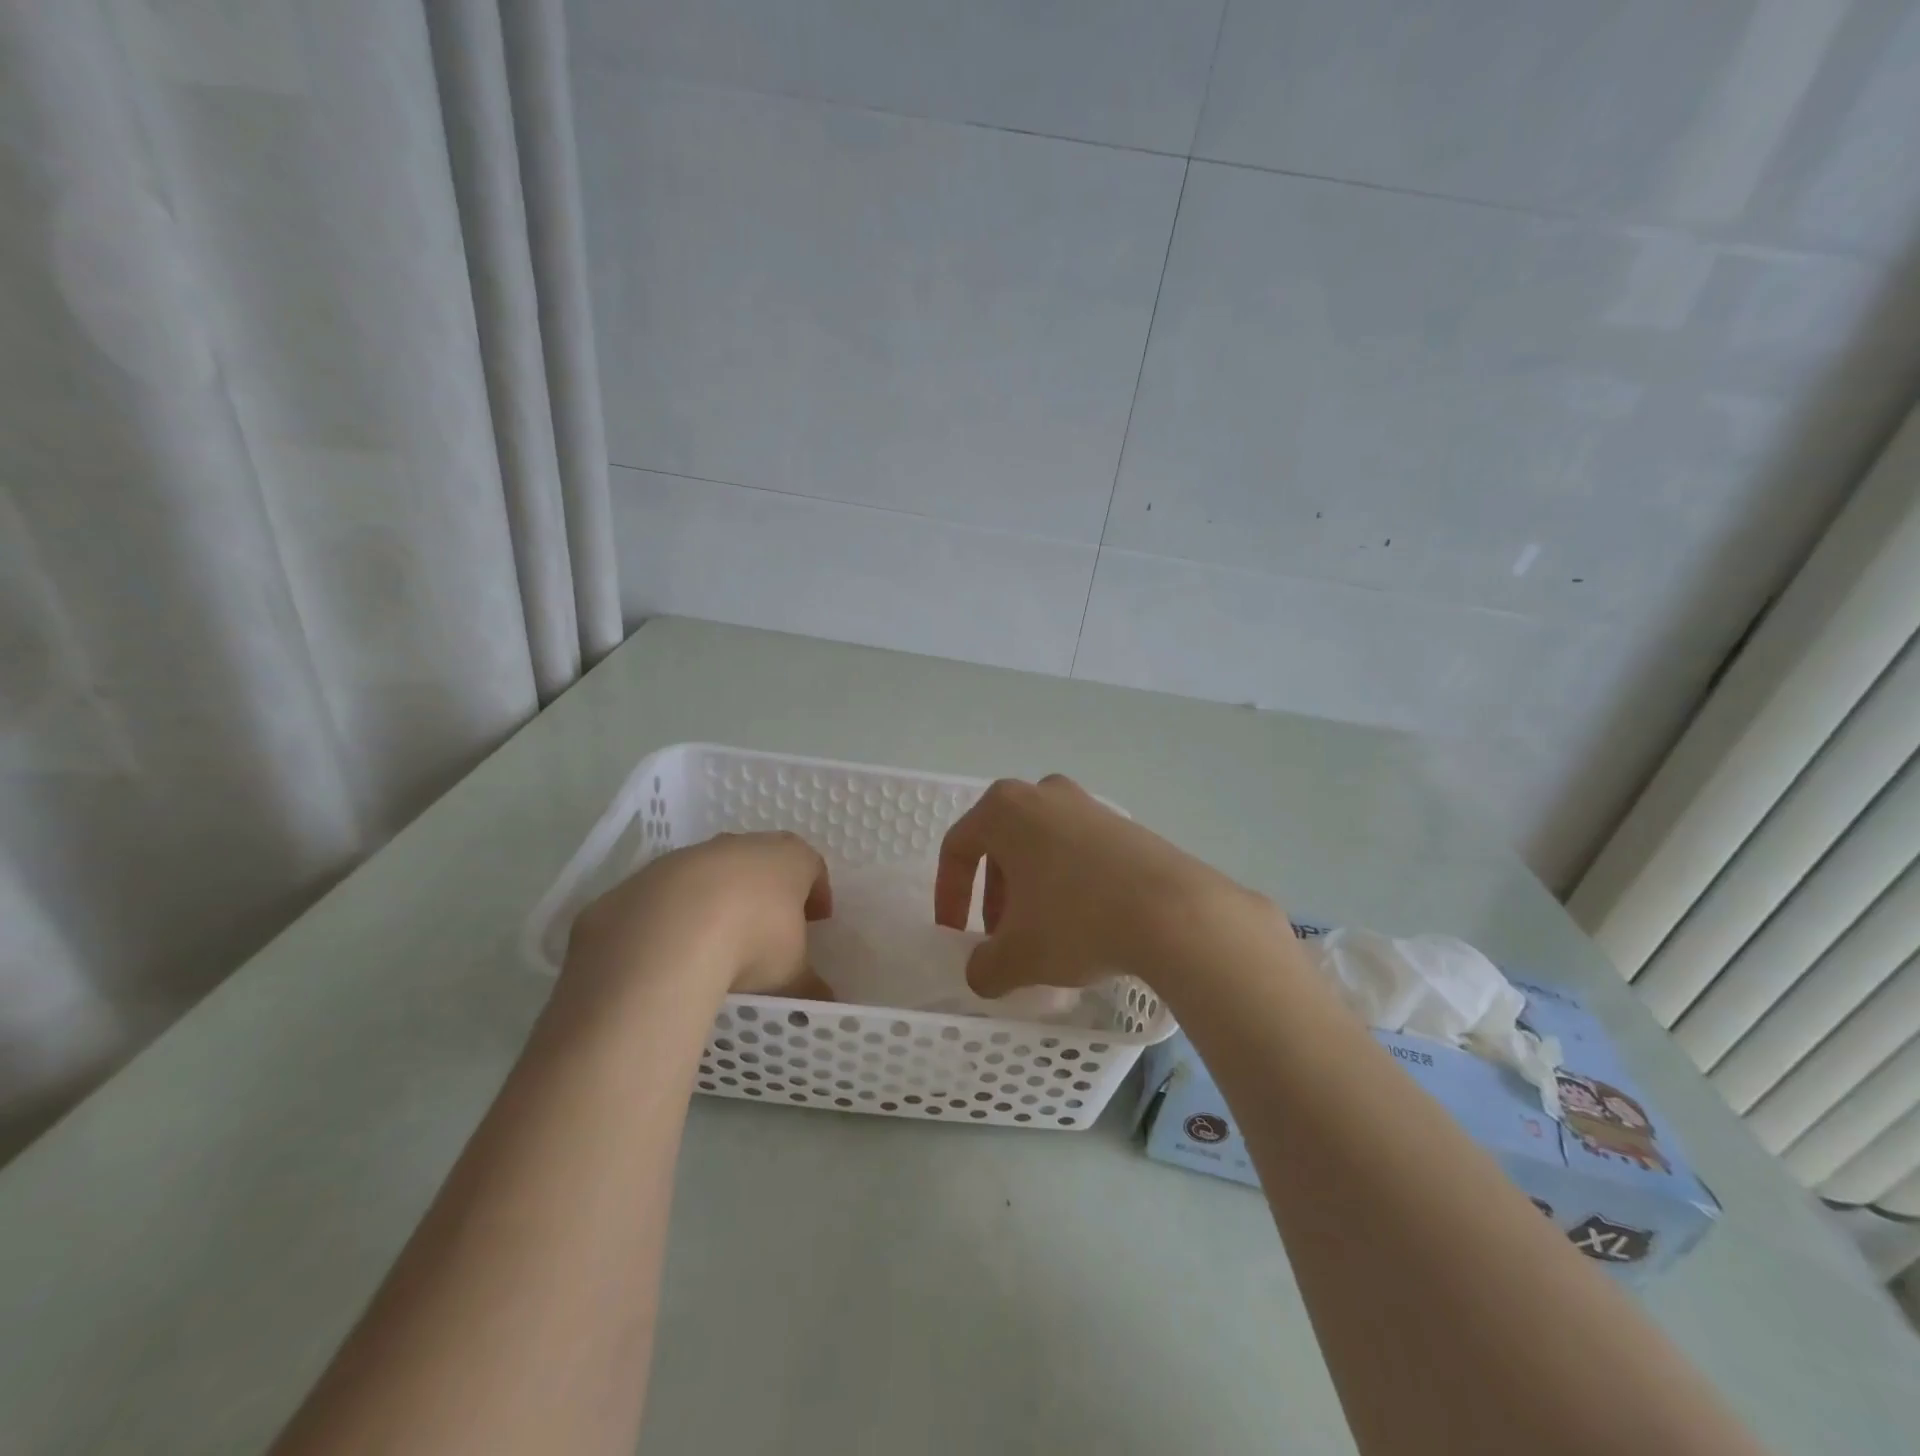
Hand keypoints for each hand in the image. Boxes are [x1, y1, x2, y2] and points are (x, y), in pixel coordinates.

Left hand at [563, 832, 833, 1005]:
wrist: (665, 937)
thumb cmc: (752, 942)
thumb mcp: (791, 974)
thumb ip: (810, 986)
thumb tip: (823, 1002)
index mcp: (788, 858)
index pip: (812, 866)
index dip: (816, 894)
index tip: (817, 921)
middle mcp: (741, 846)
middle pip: (761, 864)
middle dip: (766, 894)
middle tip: (769, 931)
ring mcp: (689, 857)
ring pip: (711, 876)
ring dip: (717, 902)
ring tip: (717, 947)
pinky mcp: (644, 878)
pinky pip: (668, 897)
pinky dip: (675, 919)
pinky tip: (673, 953)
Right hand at [933, 774, 1257, 997]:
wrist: (1173, 911)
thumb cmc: (1076, 921)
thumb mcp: (1018, 957)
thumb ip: (984, 967)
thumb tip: (982, 973)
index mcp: (1004, 809)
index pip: (958, 847)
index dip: (949, 895)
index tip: (957, 934)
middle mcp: (1043, 794)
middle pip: (1002, 845)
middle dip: (994, 895)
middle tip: (1002, 936)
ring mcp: (1088, 804)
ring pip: (1041, 848)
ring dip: (1031, 890)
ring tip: (1044, 935)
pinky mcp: (1124, 824)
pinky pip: (1078, 852)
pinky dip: (1067, 883)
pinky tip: (1085, 922)